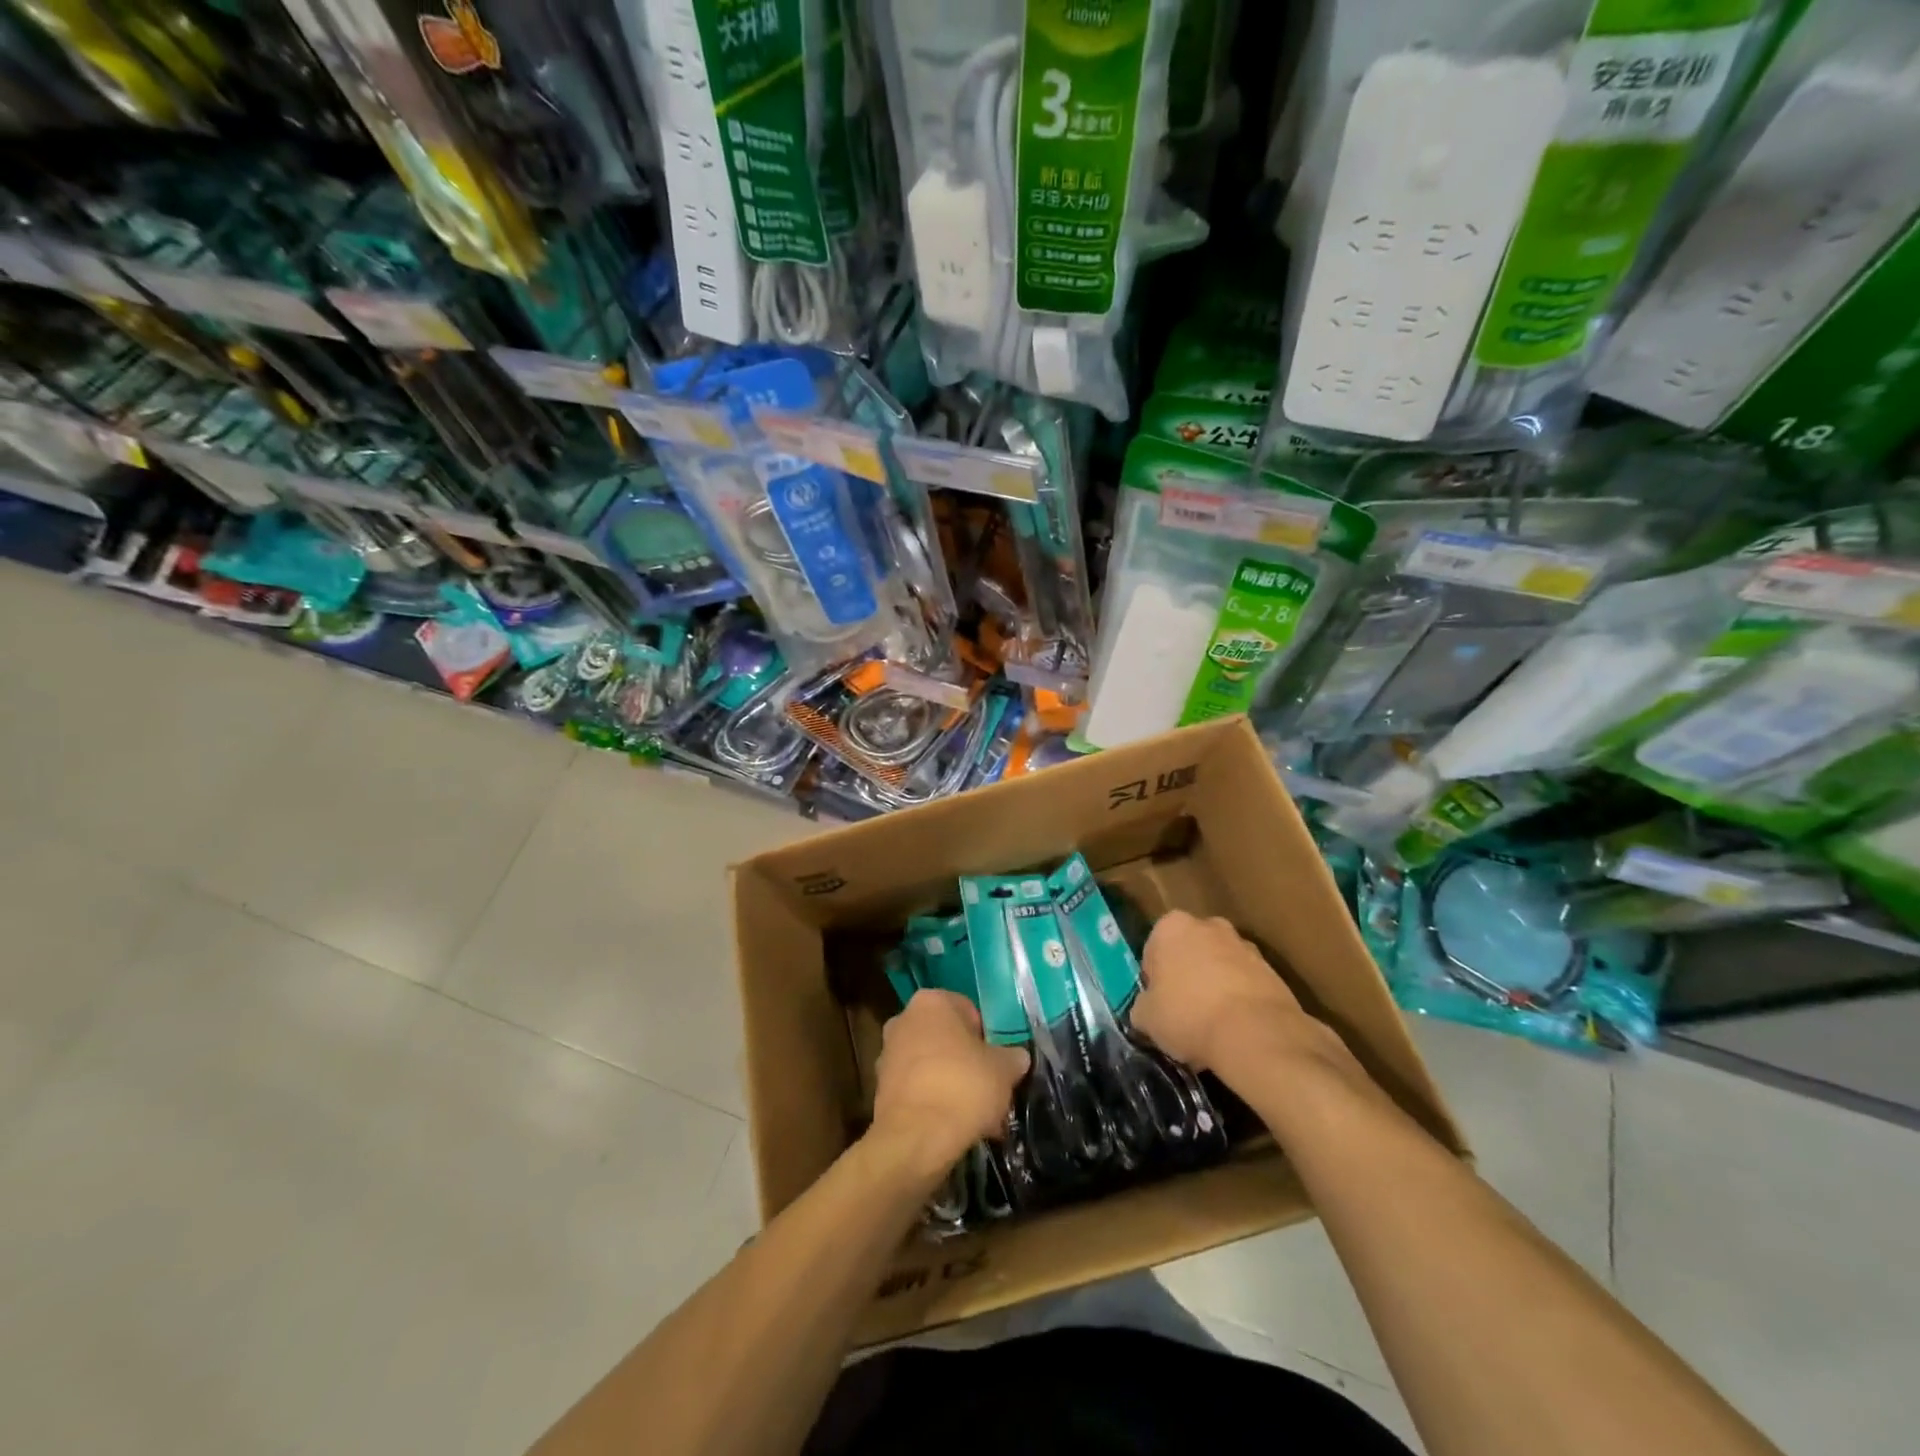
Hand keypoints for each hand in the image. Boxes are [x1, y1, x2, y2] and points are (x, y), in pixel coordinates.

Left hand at [871, 991, 1028, 1177]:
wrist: (915, 1139)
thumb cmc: (962, 1087)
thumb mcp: (1004, 1070)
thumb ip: (1013, 1057)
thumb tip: (1017, 1058)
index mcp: (931, 1002)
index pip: (968, 1010)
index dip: (988, 1037)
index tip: (998, 1062)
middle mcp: (904, 1019)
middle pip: (948, 1038)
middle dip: (969, 1062)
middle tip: (991, 1088)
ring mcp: (888, 1054)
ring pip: (933, 1065)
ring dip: (953, 1084)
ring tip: (978, 1116)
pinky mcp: (881, 1089)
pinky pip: (918, 1089)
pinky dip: (935, 1103)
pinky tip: (956, 1127)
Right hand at [1132, 911, 1312, 1076]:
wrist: (1256, 1034)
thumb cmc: (1189, 1015)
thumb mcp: (1146, 1018)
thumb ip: (1142, 1006)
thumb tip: (1146, 1009)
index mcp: (1171, 926)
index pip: (1153, 950)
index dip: (1154, 980)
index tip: (1158, 1004)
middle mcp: (1209, 925)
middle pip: (1189, 951)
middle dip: (1186, 975)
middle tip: (1183, 1011)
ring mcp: (1244, 945)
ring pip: (1220, 965)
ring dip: (1215, 986)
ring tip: (1213, 1025)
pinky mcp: (1272, 970)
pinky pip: (1245, 983)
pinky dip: (1240, 1000)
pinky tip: (1236, 1029)